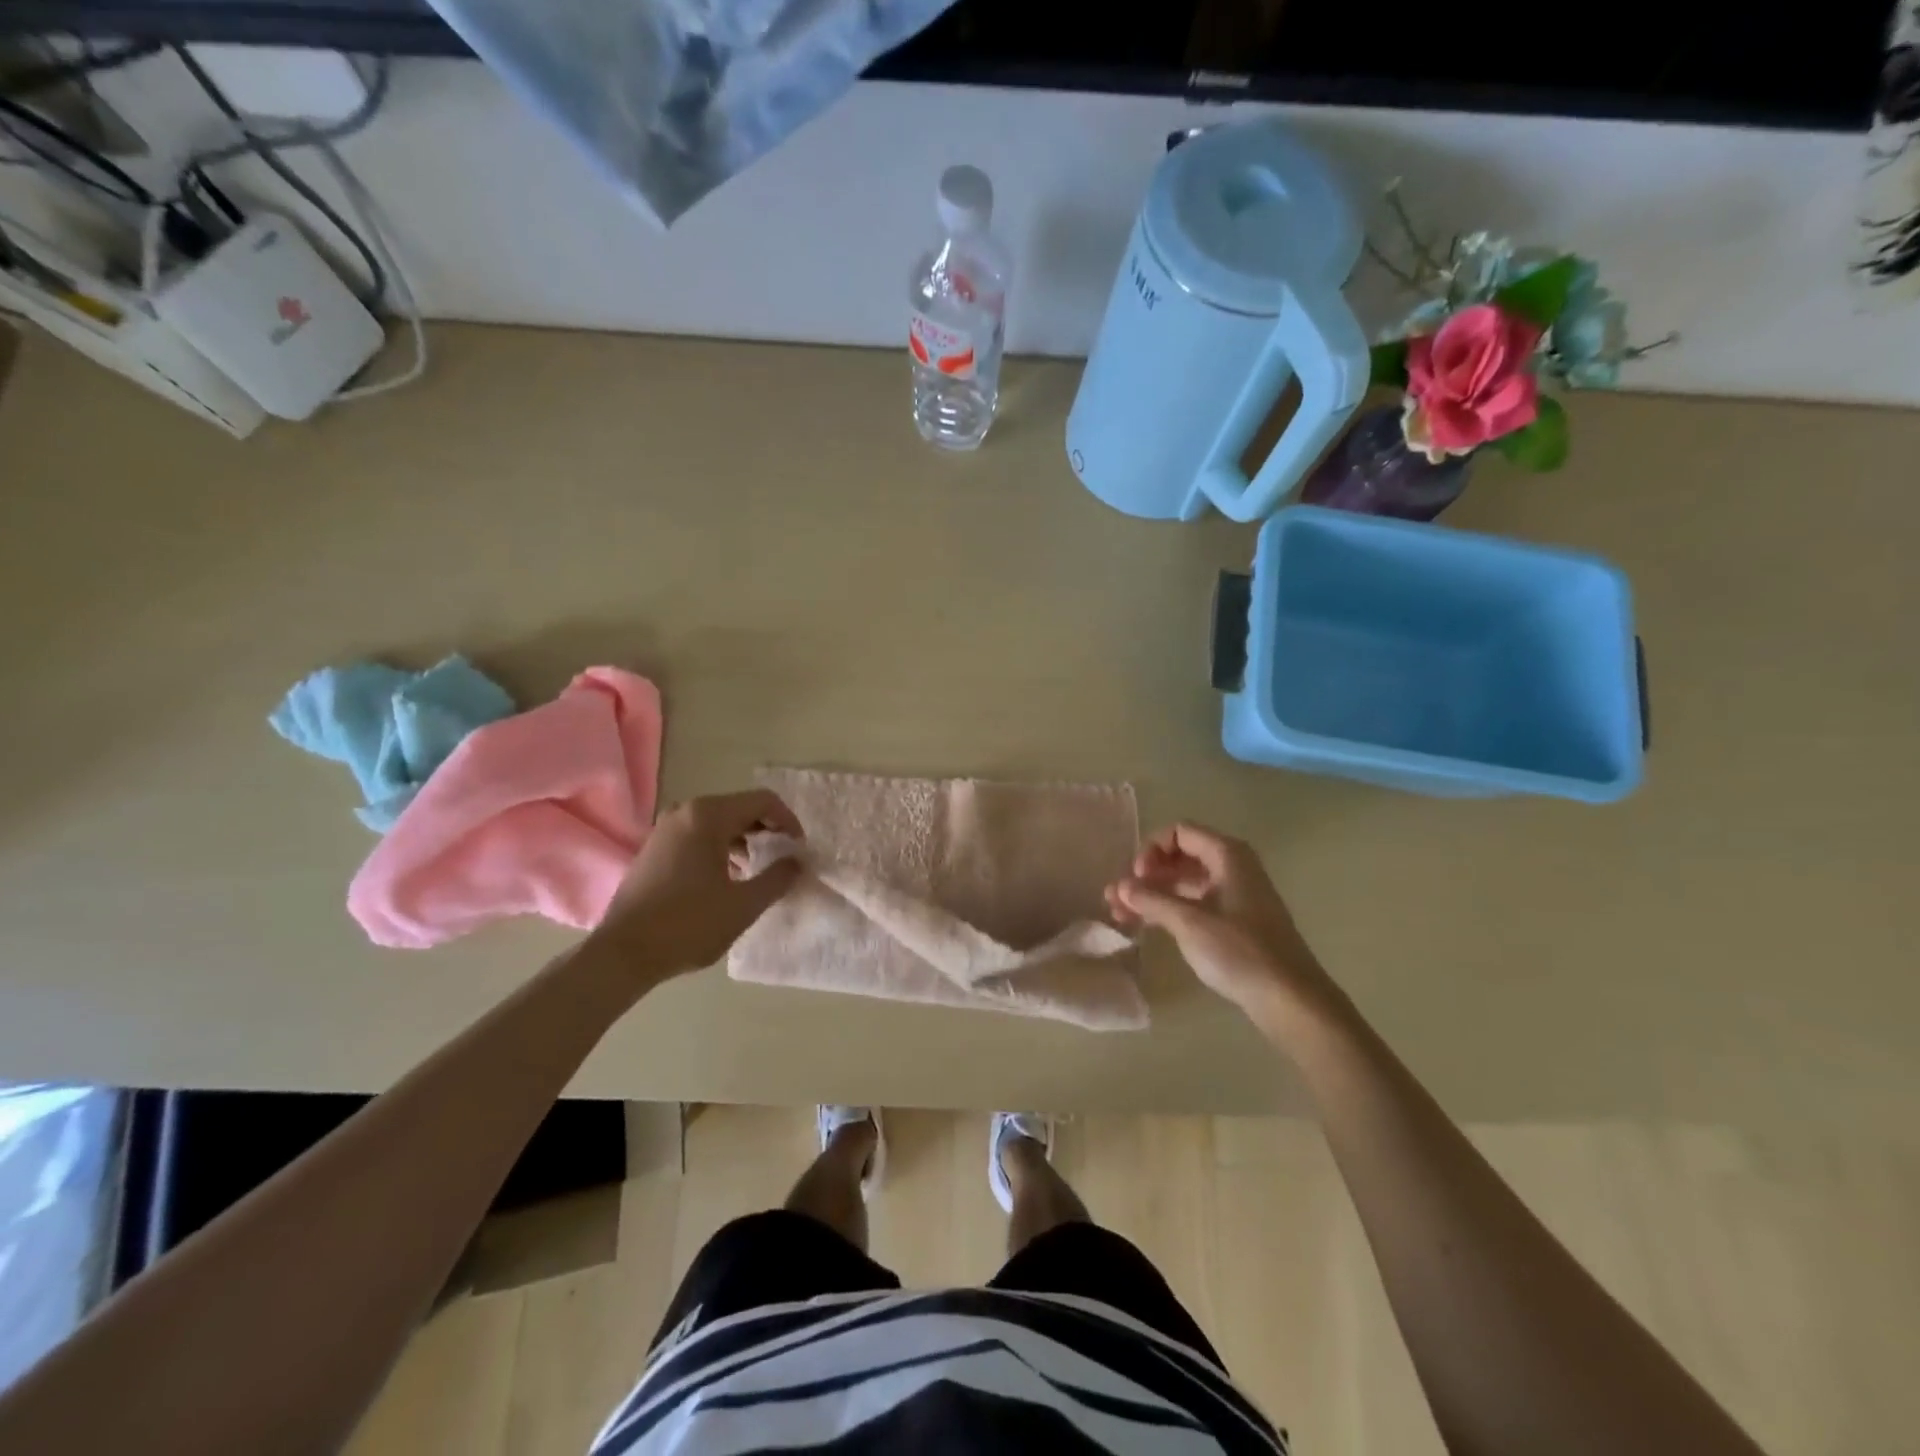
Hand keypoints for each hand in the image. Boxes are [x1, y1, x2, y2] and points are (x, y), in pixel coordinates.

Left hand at [591, 789, 805, 986]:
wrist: (623, 953)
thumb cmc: (688, 925)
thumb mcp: (744, 904)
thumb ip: (778, 878)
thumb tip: (797, 862)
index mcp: (708, 815)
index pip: (763, 801)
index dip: (788, 821)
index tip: (799, 849)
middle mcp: (685, 811)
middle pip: (740, 807)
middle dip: (766, 830)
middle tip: (783, 858)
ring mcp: (665, 828)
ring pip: (718, 822)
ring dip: (744, 839)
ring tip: (757, 870)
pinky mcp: (654, 847)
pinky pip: (698, 834)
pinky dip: (720, 847)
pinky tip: (727, 877)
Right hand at [1105, 823, 1332, 1018]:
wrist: (1291, 999)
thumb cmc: (1241, 952)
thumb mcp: (1189, 923)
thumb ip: (1151, 900)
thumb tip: (1120, 886)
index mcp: (1227, 855)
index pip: (1179, 832)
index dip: (1151, 850)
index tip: (1136, 878)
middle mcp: (1232, 867)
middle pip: (1179, 857)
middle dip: (1145, 875)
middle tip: (1116, 899)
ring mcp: (1234, 895)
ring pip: (1184, 883)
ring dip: (1152, 895)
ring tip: (1120, 915)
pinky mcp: (1234, 922)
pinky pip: (1194, 904)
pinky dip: (1169, 911)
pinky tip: (1145, 926)